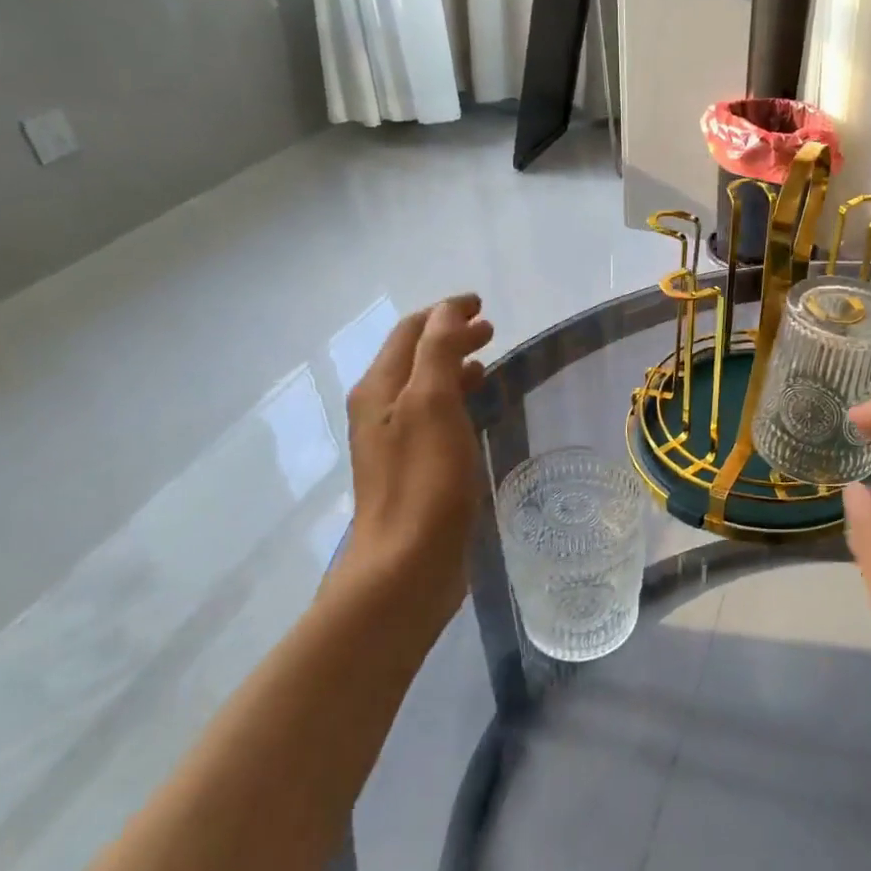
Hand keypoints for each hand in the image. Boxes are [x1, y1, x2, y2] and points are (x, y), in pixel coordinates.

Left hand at [332, 294, 493, 627]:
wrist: (406, 565)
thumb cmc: (424, 481)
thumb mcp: (432, 405)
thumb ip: (438, 352)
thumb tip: (447, 312)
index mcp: (379, 389)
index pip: (410, 333)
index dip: (444, 313)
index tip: (481, 304)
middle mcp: (379, 411)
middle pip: (415, 359)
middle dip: (450, 338)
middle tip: (492, 331)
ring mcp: (394, 443)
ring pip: (425, 390)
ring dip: (453, 369)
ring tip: (488, 366)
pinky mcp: (412, 471)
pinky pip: (434, 420)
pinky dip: (455, 403)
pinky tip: (477, 415)